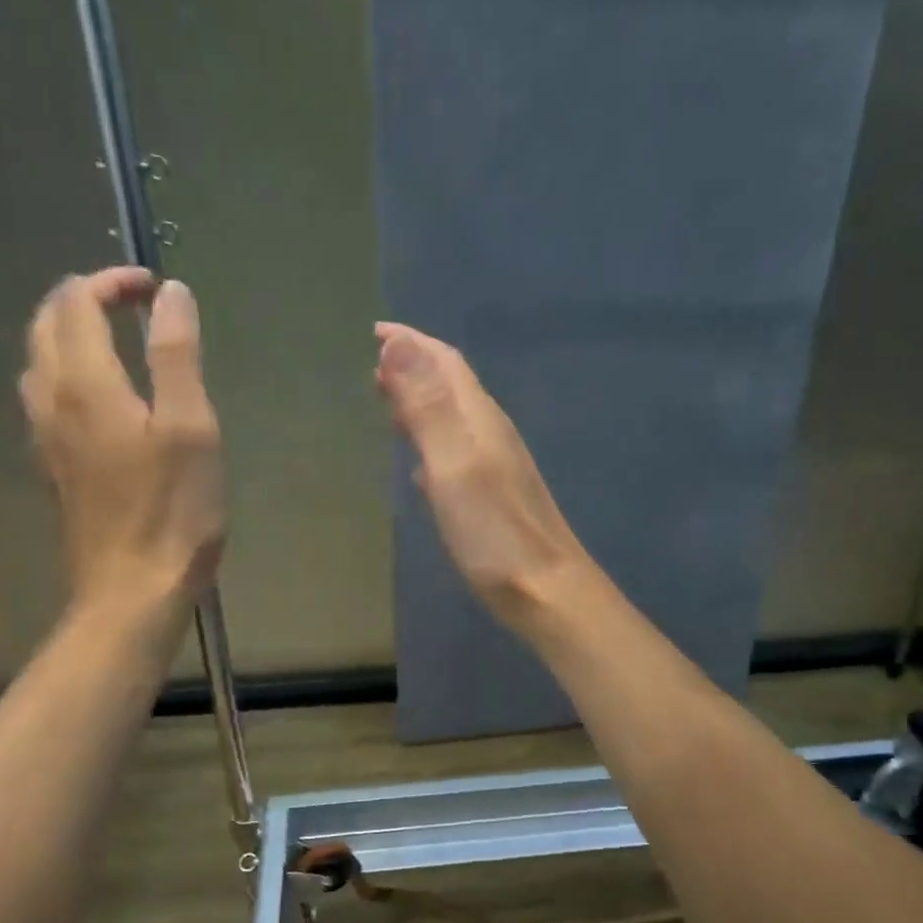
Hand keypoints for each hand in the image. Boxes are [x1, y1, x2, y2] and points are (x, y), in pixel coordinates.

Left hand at [20, 269, 223, 615]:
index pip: (77, 302)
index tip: (156, 288)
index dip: (112, 282)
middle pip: (47, 324)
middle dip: (85, 299)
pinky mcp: (55, 465)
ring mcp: (47, 435)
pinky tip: (100, 394)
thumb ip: (176, 355)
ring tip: (118, 339)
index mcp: (86, 383)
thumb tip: (172, 295)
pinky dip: (68, 371)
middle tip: (136, 304)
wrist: (132, 588)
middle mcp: (52, 400)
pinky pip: (46, 397)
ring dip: (71, 333)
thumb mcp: (190, 427)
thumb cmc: (172, 510)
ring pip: (39, 360)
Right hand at [374, 320, 590, 624]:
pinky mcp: (495, 498)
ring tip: (389, 405)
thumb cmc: (494, 532)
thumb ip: (427, 406)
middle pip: (452, 387)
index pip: (446, 363)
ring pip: (454, 421)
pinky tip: (421, 467)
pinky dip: (433, 446)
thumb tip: (398, 342)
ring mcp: (497, 467)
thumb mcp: (453, 464)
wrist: (547, 590)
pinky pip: (457, 455)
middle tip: (375, 367)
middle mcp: (491, 435)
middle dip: (415, 369)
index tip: (375, 332)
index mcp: (480, 420)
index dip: (412, 343)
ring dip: (422, 406)